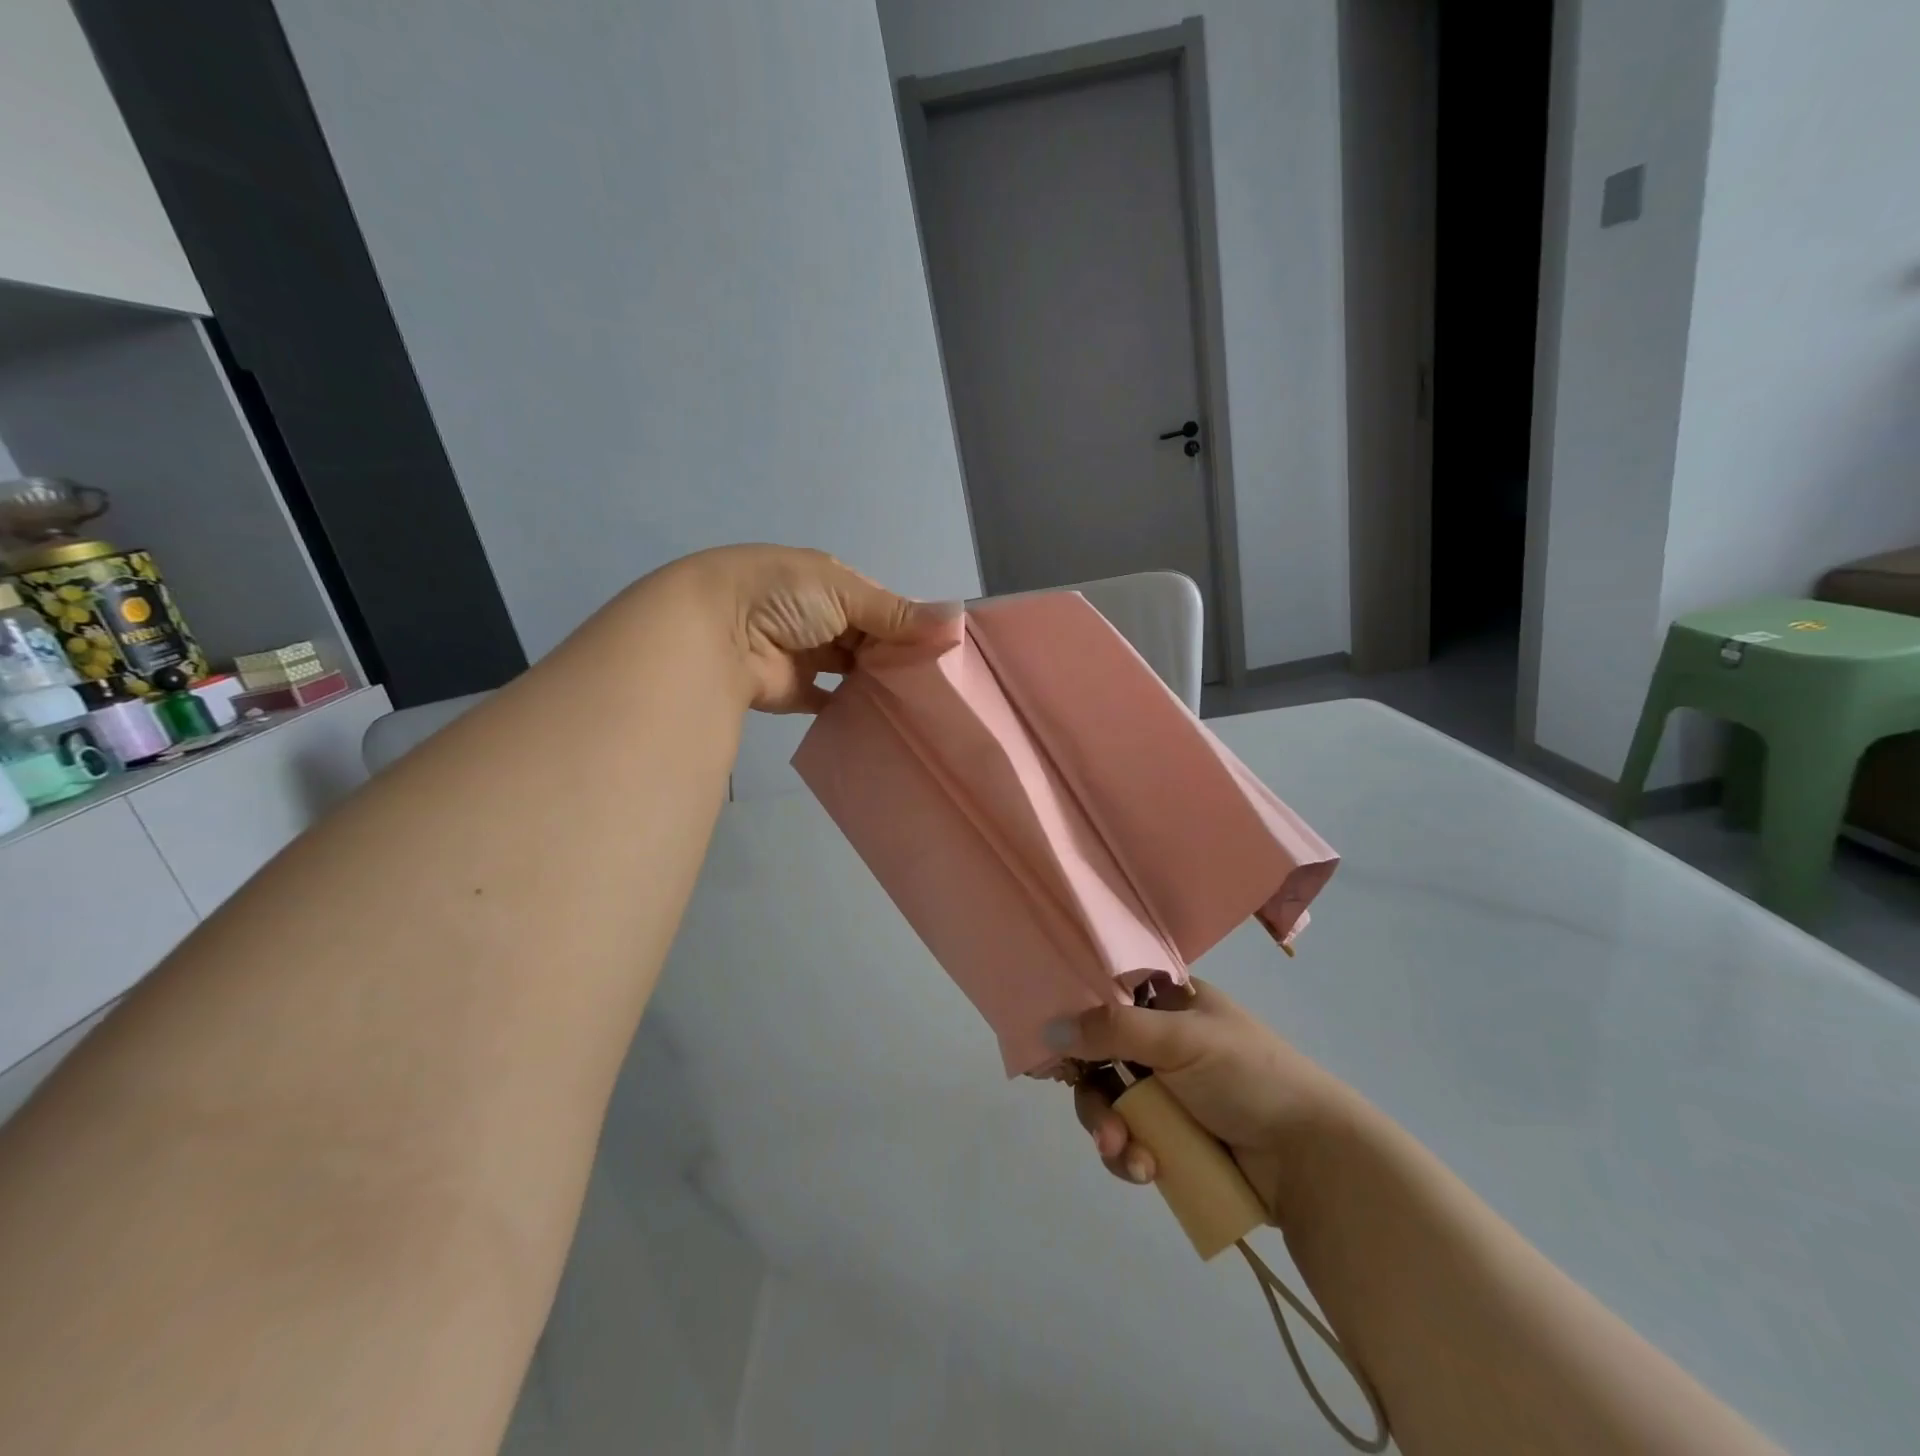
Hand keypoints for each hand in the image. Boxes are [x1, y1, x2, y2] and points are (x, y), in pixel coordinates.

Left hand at [666, 545, 956, 712]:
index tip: (944, 650)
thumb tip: (955, 620)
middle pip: (869, 639)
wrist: (715, 631)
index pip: (881, 605)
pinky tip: (882, 719)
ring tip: (918, 704)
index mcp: (830, 585)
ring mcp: (804, 655)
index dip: (910, 624)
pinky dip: (851, 709)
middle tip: (937, 684)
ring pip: (852, 671)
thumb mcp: (845, 592)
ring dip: (876, 682)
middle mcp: (818, 618)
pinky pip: (829, 702)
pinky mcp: (792, 692)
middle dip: (897, 657)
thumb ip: (897, 612)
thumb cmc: (784, 597)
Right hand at [1059, 980, 1348, 1222]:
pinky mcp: (1173, 1139)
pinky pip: (1130, 1142)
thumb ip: (1113, 1029)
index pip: (1107, 999)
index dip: (1079, 1021)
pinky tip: (1147, 1173)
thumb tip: (1048, 1029)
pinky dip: (1130, 1158)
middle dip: (1096, 1098)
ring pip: (1111, 1106)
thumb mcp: (1180, 1040)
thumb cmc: (1248, 1076)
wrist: (1311, 1158)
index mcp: (1169, 1004)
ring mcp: (1167, 1094)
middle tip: (1105, 1128)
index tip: (1056, 1048)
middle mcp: (1162, 1044)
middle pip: (1100, 1061)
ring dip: (1111, 1134)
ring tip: (1131, 1158)